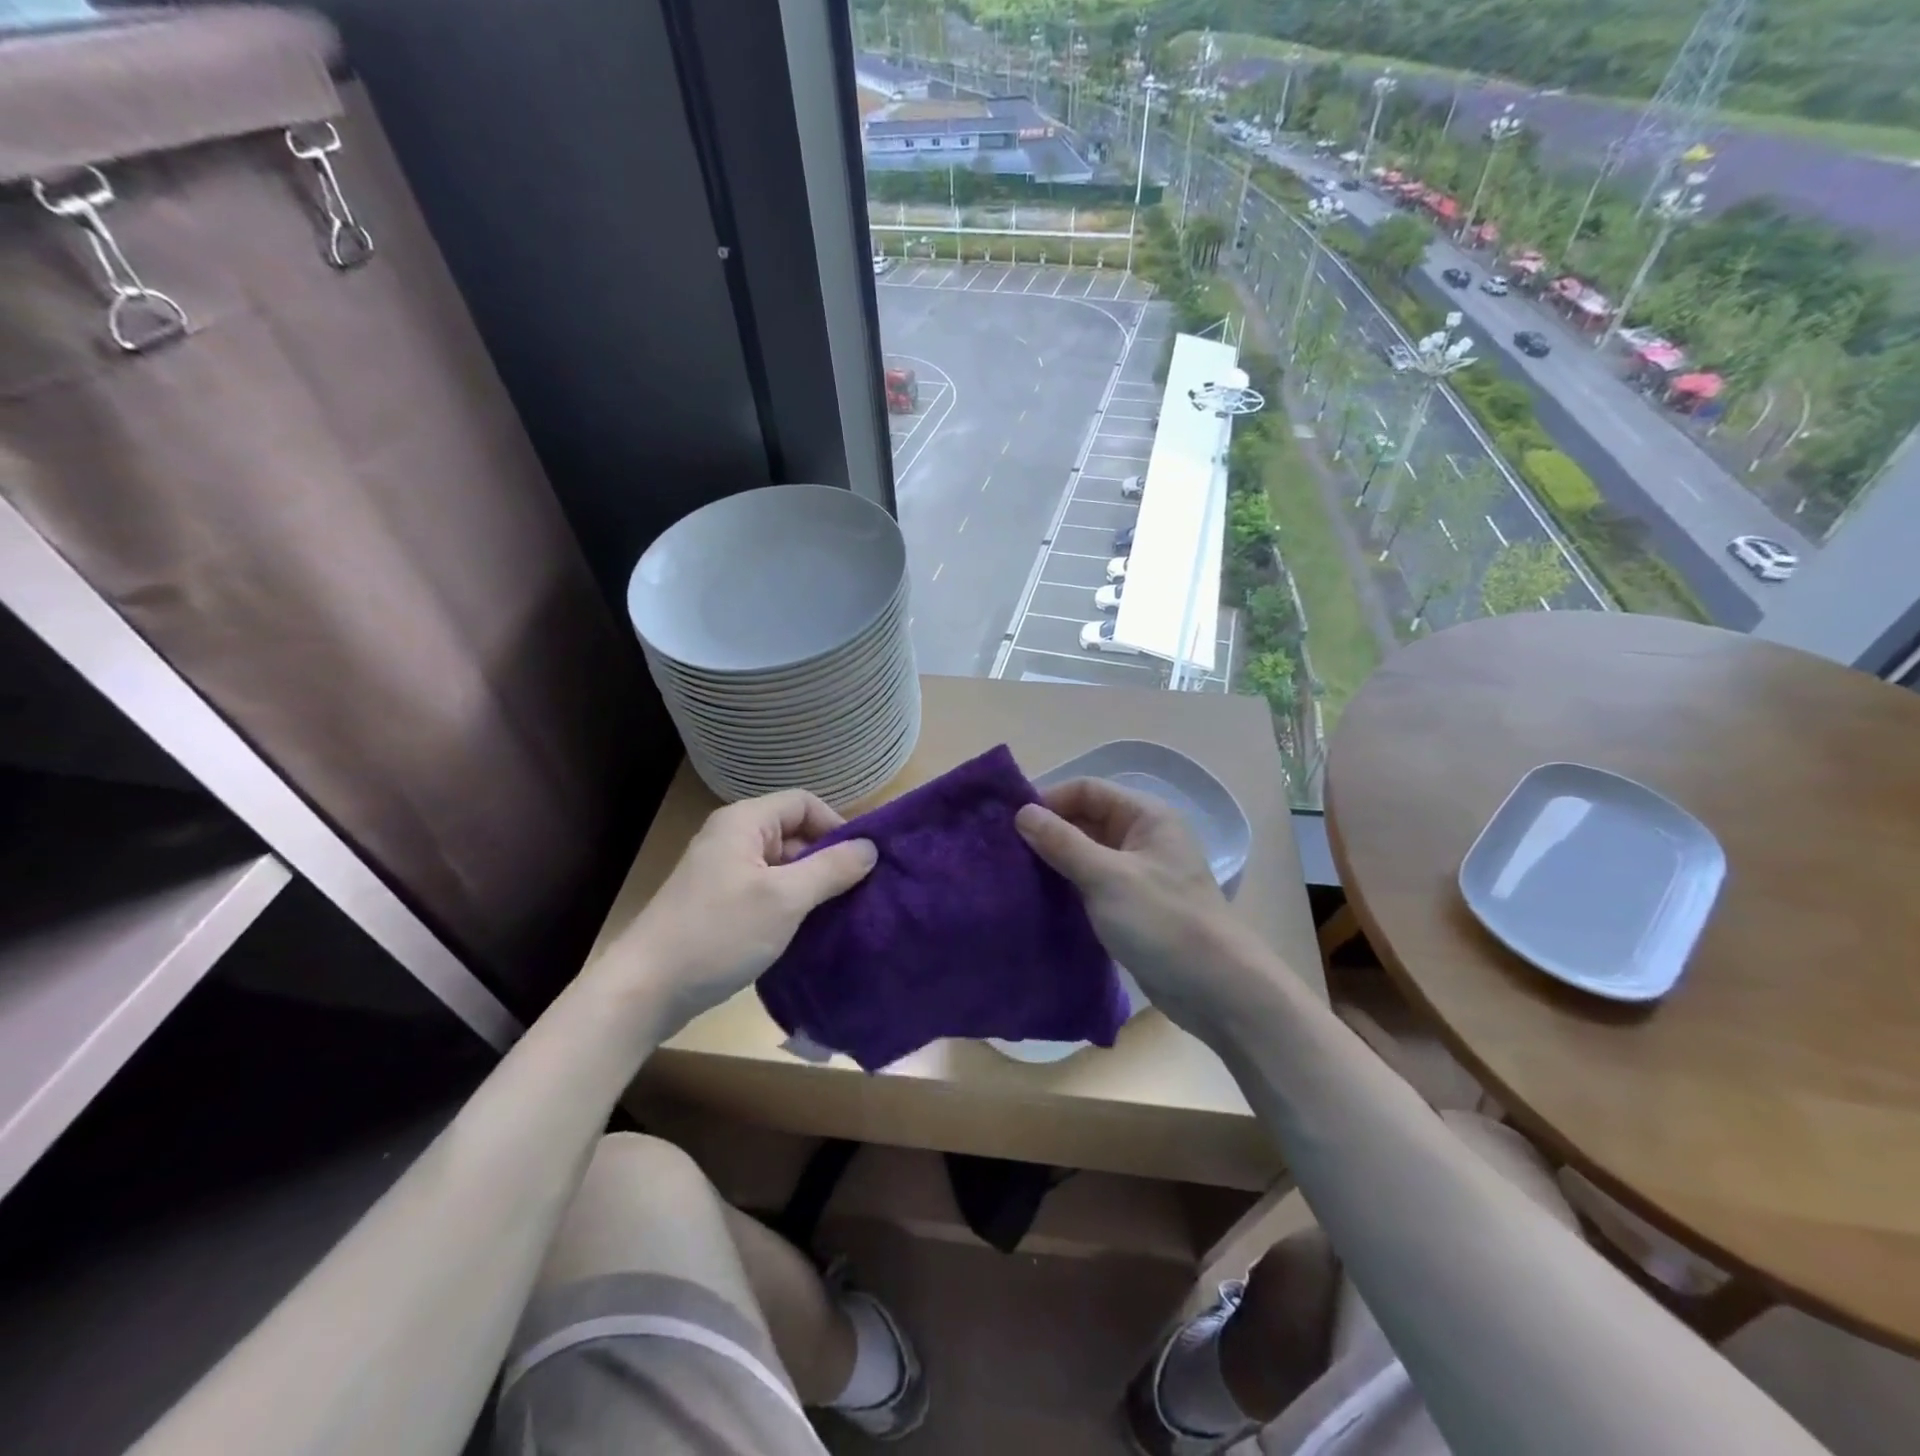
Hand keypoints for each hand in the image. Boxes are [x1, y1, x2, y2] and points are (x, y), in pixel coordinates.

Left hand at [620, 790, 876, 1030]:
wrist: (645, 990)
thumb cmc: (719, 933)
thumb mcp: (785, 899)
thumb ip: (831, 868)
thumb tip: (870, 847)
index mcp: (744, 822)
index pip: (804, 803)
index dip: (836, 825)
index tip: (861, 862)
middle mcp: (732, 838)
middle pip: (794, 833)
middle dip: (827, 859)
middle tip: (856, 893)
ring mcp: (722, 872)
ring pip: (782, 866)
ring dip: (810, 886)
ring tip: (837, 915)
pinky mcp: (718, 904)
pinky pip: (766, 891)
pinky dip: (789, 905)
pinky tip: (807, 931)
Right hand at [1016, 778, 1274, 1036]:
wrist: (1216, 990)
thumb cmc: (1164, 922)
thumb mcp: (1108, 877)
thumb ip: (1063, 842)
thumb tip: (1022, 813)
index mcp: (1145, 816)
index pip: (1086, 789)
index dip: (1048, 800)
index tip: (1009, 823)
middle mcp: (1142, 837)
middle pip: (1085, 819)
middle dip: (1047, 831)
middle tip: (1002, 850)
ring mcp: (1137, 872)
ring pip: (1085, 853)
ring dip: (1053, 860)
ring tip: (1011, 874)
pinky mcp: (1131, 905)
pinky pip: (1091, 883)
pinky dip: (1066, 885)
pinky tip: (1036, 898)